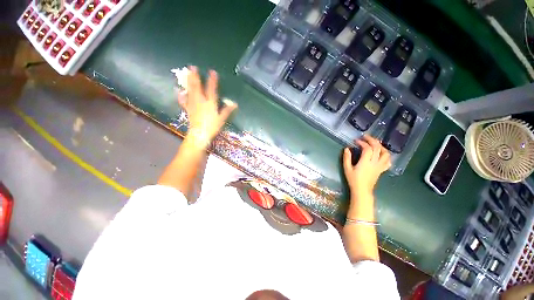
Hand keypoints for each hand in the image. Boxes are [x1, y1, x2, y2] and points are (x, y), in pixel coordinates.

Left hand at [178, 66, 237, 144]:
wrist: (200, 134)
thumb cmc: (212, 126)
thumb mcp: (222, 119)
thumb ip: (227, 111)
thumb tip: (235, 104)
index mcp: (210, 103)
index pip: (211, 89)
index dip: (212, 80)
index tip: (212, 72)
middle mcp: (200, 101)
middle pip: (197, 87)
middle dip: (195, 76)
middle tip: (192, 67)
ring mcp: (193, 104)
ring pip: (190, 90)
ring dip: (189, 81)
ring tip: (187, 73)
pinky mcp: (188, 109)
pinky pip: (184, 100)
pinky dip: (182, 95)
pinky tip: (180, 91)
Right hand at [343, 135, 390, 195]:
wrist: (362, 190)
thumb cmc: (353, 179)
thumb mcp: (347, 168)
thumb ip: (347, 158)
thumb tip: (347, 149)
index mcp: (365, 162)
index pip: (367, 149)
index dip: (362, 143)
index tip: (356, 141)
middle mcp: (375, 163)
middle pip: (377, 148)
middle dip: (372, 140)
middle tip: (365, 137)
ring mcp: (380, 166)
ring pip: (385, 153)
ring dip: (380, 146)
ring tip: (374, 143)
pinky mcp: (382, 169)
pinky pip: (388, 161)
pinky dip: (386, 155)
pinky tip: (381, 153)